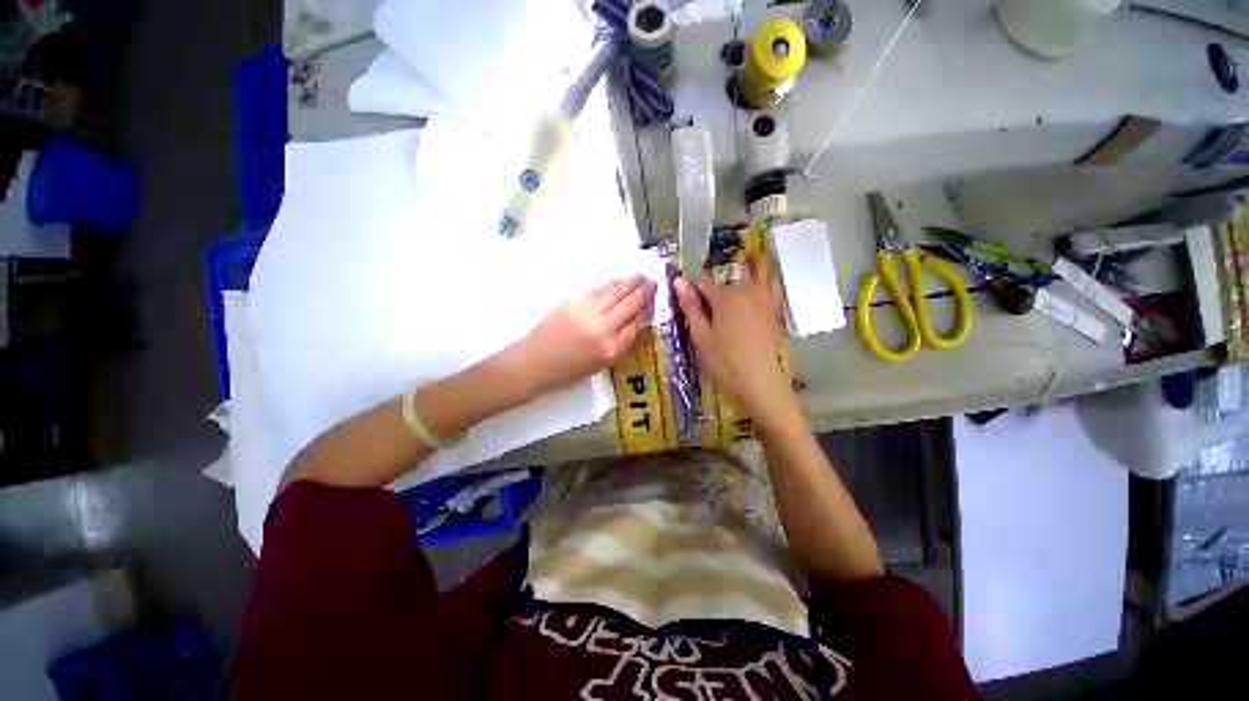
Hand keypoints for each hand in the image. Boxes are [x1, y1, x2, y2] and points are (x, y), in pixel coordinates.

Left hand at [515, 276, 655, 396]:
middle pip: (629, 305)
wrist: (534, 362)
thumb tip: (633, 323)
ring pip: (615, 292)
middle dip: (643, 292)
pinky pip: (599, 289)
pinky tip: (618, 281)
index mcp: (610, 350)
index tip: (651, 305)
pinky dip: (611, 284)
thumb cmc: (567, 371)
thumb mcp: (600, 366)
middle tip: (653, 283)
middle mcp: (602, 329)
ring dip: (630, 283)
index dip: (645, 313)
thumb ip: (619, 345)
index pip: (635, 326)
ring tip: (640, 277)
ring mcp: (587, 311)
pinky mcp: (573, 300)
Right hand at [673, 249, 794, 420]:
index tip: (679, 276)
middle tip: (707, 273)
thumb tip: (679, 280)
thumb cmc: (725, 362)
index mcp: (725, 298)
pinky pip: (772, 285)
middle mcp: (747, 292)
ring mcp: (764, 300)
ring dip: (753, 260)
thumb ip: (691, 307)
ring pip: (759, 272)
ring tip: (749, 250)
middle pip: (728, 276)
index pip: (703, 281)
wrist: (760, 383)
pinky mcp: (774, 310)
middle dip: (716, 273)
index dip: (690, 279)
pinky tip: (765, 274)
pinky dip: (768, 275)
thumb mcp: (701, 336)